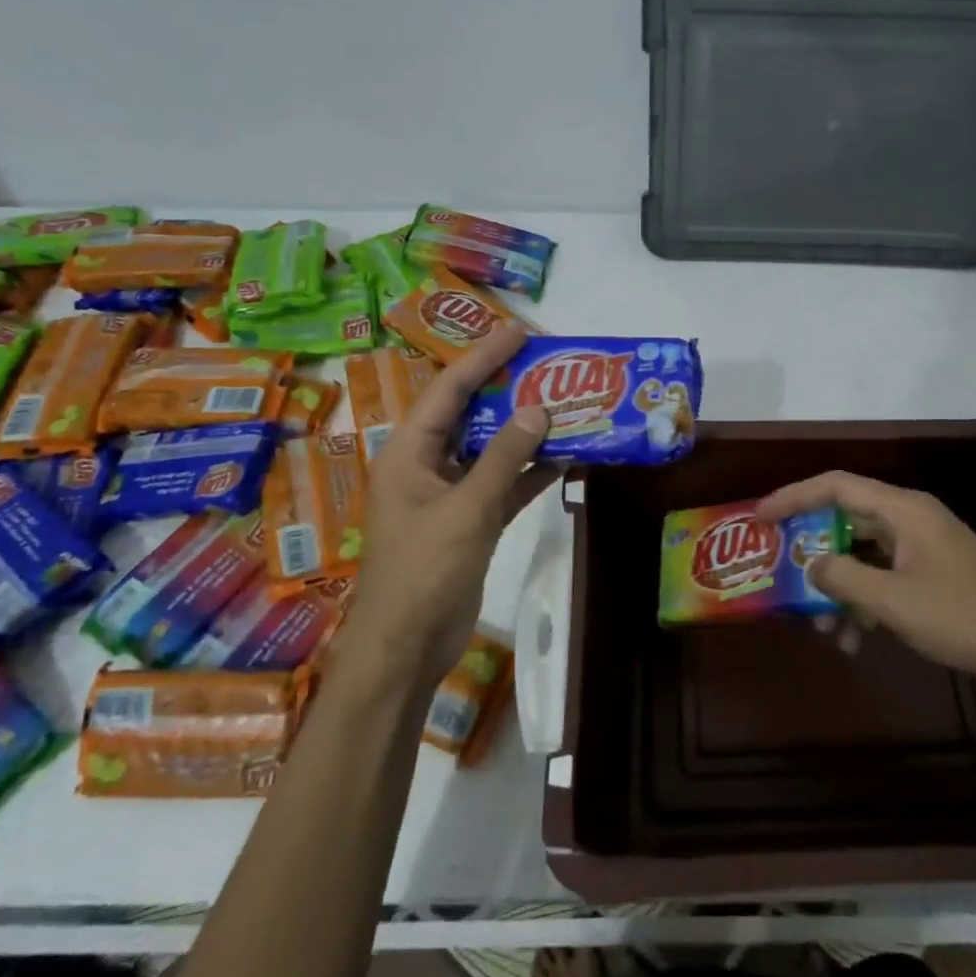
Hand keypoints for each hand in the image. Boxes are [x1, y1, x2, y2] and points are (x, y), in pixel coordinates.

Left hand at [350, 323, 555, 687]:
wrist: (408, 644)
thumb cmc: (425, 569)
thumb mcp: (467, 508)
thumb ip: (504, 458)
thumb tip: (538, 409)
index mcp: (410, 451)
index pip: (449, 389)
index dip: (484, 357)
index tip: (520, 332)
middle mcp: (427, 464)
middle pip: (470, 414)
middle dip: (508, 389)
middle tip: (550, 365)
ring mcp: (450, 494)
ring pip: (491, 449)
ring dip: (526, 432)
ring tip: (567, 404)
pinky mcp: (470, 520)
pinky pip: (503, 484)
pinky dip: (530, 472)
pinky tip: (565, 458)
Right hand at [757, 472, 975, 707]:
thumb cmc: (965, 617)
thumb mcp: (894, 600)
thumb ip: (843, 577)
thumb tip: (809, 564)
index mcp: (902, 510)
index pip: (835, 485)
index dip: (793, 495)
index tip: (759, 517)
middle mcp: (910, 521)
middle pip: (845, 520)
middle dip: (811, 550)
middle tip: (779, 573)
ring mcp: (922, 551)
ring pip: (861, 557)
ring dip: (837, 588)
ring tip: (819, 627)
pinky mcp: (932, 580)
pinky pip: (882, 581)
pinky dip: (863, 605)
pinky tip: (853, 642)